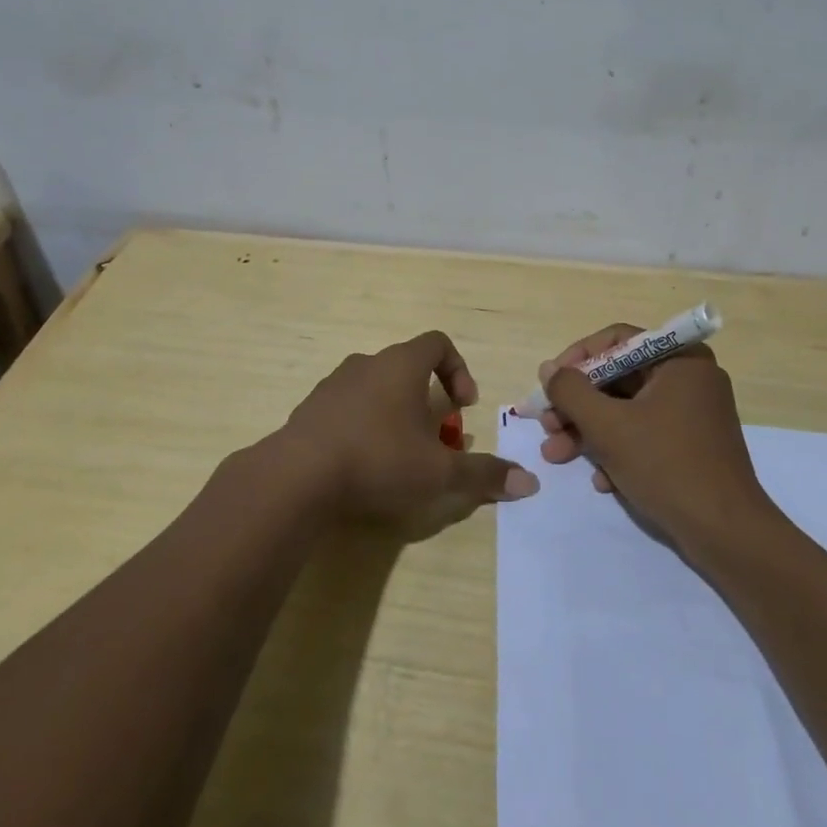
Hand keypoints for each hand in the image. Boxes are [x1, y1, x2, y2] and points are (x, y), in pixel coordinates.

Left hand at [275, 330, 538, 532]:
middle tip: (435, 439)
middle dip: (428, 400)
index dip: (458, 369)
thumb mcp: (440, 472)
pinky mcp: (310, 408)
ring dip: (394, 413)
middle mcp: (367, 363)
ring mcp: (333, 384)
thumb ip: (484, 474)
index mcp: (401, 364)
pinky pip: (347, 407)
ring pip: (375, 387)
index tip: (462, 405)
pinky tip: (362, 463)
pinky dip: (363, 425)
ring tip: (400, 454)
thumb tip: (530, 483)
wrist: (297, 476)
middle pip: (407, 368)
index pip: (438, 343)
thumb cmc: (379, 459)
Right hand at [535, 324, 771, 547]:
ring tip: (557, 456)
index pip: (616, 341)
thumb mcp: (608, 426)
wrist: (726, 534)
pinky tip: (601, 480)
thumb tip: (549, 369)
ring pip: (627, 409)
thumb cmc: (666, 466)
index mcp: (680, 359)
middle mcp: (689, 377)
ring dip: (589, 431)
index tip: (549, 384)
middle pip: (618, 377)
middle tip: (547, 427)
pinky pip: (645, 433)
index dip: (576, 359)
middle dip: (577, 405)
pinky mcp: (692, 445)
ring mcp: (693, 413)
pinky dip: (618, 450)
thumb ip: (571, 392)